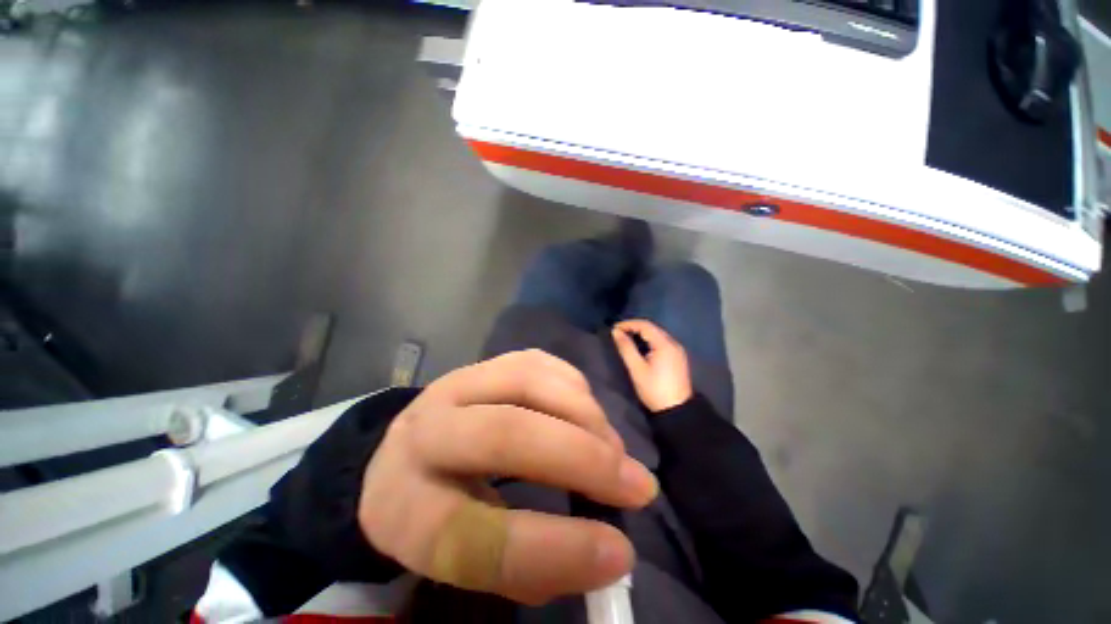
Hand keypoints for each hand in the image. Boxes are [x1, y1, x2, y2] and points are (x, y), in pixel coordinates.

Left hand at [357, 350, 657, 605]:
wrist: (409, 450)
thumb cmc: (439, 509)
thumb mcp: (468, 555)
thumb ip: (530, 563)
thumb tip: (607, 550)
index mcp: (404, 509)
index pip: (475, 537)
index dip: (553, 549)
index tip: (618, 553)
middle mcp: (425, 434)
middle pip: (506, 434)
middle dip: (582, 459)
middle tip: (637, 486)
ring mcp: (455, 384)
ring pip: (528, 383)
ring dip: (585, 416)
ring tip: (613, 450)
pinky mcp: (482, 362)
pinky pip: (537, 362)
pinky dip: (574, 388)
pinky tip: (589, 413)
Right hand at [612, 320, 692, 411]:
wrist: (677, 410)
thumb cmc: (654, 389)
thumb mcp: (636, 369)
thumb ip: (626, 348)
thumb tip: (615, 332)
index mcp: (665, 344)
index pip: (645, 325)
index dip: (628, 324)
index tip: (614, 329)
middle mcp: (674, 343)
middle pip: (653, 328)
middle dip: (635, 327)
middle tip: (619, 332)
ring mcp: (678, 350)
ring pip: (658, 334)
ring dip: (642, 333)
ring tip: (627, 338)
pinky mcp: (678, 357)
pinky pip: (662, 342)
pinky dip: (650, 340)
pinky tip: (641, 347)